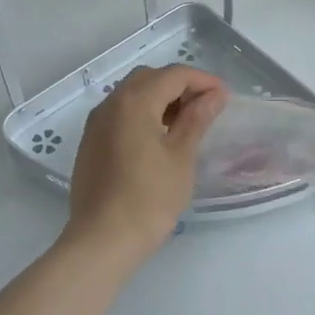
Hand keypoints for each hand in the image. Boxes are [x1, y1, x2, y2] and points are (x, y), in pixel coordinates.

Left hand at [64, 64, 227, 265]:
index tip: (224, 97)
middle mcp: (110, 103)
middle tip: (206, 107)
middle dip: (180, 86)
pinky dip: (142, 114)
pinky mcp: (90, 142)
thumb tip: (214, 95)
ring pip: (132, 94)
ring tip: (185, 124)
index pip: (174, 75)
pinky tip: (158, 138)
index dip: (202, 81)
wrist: (102, 240)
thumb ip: (197, 119)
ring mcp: (96, 123)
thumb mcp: (181, 157)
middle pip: (150, 78)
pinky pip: (120, 113)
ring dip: (160, 99)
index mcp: (134, 102)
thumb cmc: (149, 198)